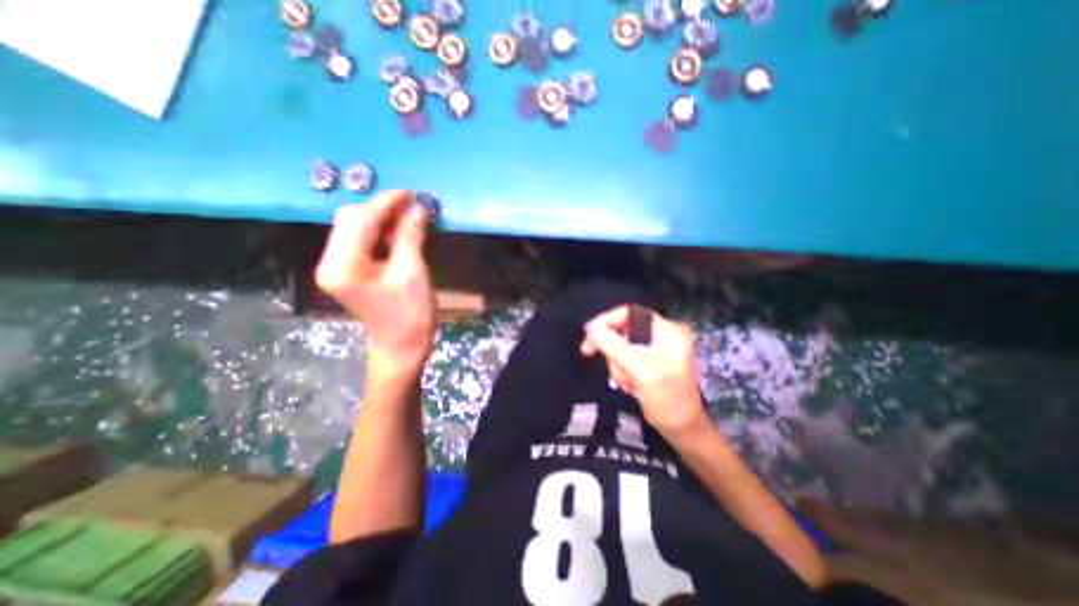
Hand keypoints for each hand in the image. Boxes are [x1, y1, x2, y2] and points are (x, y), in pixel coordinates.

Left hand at [316, 191, 435, 370]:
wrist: (402, 346)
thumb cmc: (410, 314)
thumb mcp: (412, 272)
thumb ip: (410, 236)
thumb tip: (417, 208)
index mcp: (342, 266)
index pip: (361, 221)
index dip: (386, 203)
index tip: (410, 192)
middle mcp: (329, 263)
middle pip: (350, 220)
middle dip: (381, 210)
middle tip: (412, 208)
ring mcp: (335, 268)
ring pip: (354, 229)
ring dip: (380, 220)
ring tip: (408, 219)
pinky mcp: (345, 272)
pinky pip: (359, 242)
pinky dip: (378, 233)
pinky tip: (397, 234)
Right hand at [583, 307, 710, 438]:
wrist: (683, 430)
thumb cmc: (668, 401)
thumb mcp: (640, 371)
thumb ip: (615, 347)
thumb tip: (592, 330)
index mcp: (667, 330)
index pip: (630, 313)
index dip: (607, 320)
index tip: (588, 334)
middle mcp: (662, 334)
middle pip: (623, 329)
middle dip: (614, 351)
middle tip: (602, 363)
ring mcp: (656, 347)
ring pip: (621, 345)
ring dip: (618, 365)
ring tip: (628, 384)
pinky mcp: (650, 360)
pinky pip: (625, 357)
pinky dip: (622, 371)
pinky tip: (631, 386)